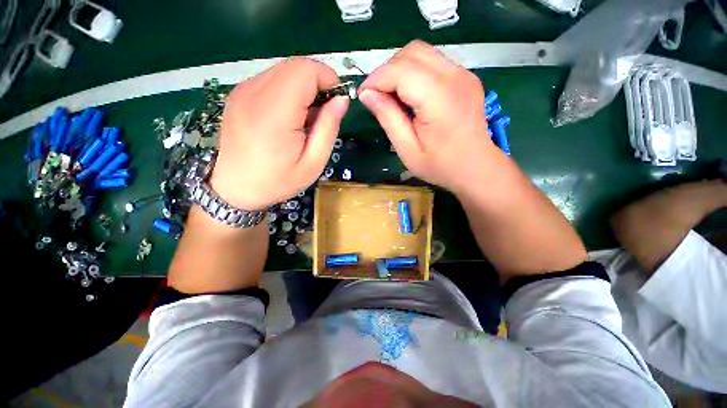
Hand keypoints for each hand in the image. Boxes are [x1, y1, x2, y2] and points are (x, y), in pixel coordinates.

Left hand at [210, 58, 348, 210]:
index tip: (336, 102)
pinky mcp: (239, 94)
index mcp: (275, 113)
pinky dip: (288, 91)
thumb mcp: (313, 162)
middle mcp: (254, 93)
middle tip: (323, 113)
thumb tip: (341, 100)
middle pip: (295, 66)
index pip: (306, 71)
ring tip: (306, 118)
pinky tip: (289, 116)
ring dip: (303, 88)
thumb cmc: (278, 181)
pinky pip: (271, 80)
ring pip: (284, 70)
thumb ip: (329, 128)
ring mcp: (243, 91)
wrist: (235, 189)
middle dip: (317, 83)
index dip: (328, 79)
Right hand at [358, 40, 493, 192]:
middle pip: (412, 52)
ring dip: (400, 69)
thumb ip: (388, 118)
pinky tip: (411, 95)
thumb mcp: (407, 149)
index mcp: (439, 98)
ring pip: (422, 53)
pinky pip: (433, 62)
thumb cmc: (440, 165)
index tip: (364, 96)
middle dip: (387, 70)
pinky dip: (414, 72)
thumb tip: (367, 94)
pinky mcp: (465, 76)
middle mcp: (454, 77)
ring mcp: (463, 73)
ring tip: (392, 96)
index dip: (376, 78)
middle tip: (377, 96)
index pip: (400, 70)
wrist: (476, 167)